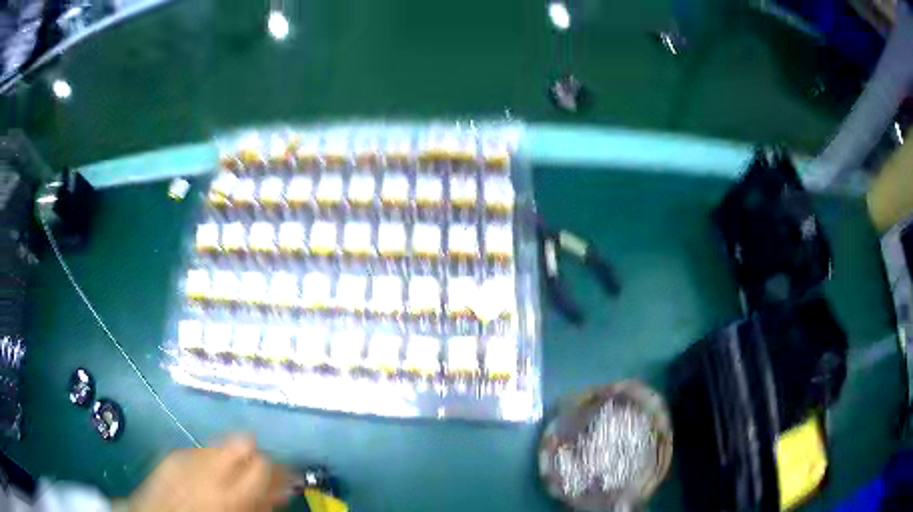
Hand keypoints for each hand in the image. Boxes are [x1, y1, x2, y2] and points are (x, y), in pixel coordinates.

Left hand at [123, 435, 290, 511]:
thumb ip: (260, 504)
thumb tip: (282, 488)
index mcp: (227, 492)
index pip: (263, 463)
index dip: (280, 468)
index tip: (288, 476)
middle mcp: (207, 465)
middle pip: (244, 442)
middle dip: (259, 456)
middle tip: (265, 473)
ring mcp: (188, 454)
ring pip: (224, 443)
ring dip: (235, 457)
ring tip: (236, 476)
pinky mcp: (174, 453)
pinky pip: (203, 450)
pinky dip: (214, 460)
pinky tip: (211, 476)